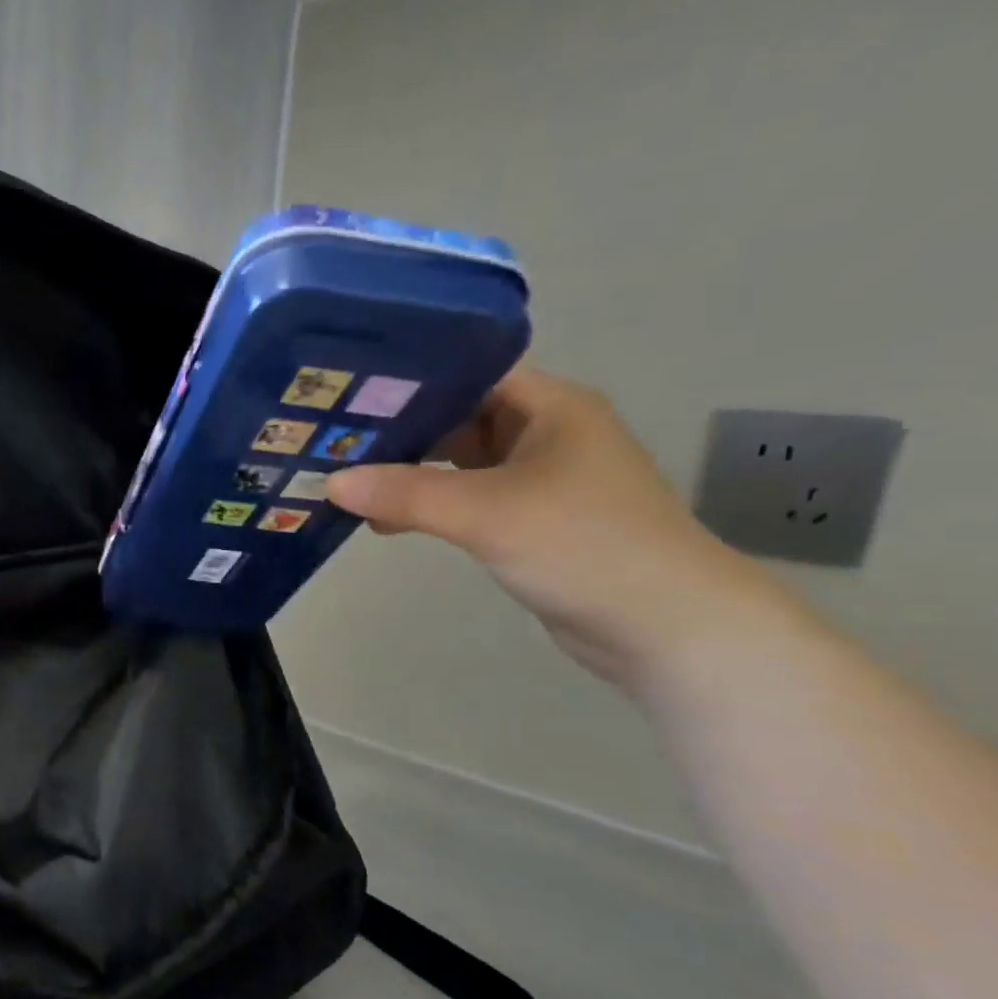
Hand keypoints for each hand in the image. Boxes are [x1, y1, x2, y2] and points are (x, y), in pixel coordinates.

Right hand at [325, 370, 785, 691]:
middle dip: (399, 430)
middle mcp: (545, 432)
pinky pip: (467, 499)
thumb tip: (332, 483)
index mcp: (550, 406)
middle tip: (332, 439)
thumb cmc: (584, 545)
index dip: (410, 379)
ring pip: (459, 461)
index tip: (347, 392)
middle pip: (458, 416)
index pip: (468, 372)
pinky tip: (386, 522)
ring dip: (410, 472)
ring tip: (347, 480)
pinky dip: (429, 505)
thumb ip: (407, 493)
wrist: (665, 627)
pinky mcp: (531, 520)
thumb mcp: (487, 512)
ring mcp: (539, 478)